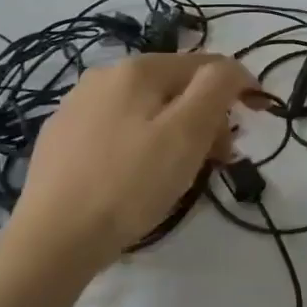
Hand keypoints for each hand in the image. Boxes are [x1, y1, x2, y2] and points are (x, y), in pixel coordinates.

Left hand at [14, 52, 260, 268]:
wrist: (51, 241)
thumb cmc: (131, 183)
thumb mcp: (188, 131)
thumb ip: (217, 87)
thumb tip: (233, 69)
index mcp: (137, 68)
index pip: (206, 64)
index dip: (238, 88)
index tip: (255, 122)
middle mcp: (104, 76)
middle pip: (176, 87)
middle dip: (206, 116)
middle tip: (219, 159)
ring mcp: (76, 107)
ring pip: (148, 109)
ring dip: (177, 131)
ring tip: (182, 172)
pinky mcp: (61, 140)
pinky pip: (119, 129)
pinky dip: (143, 144)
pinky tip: (139, 176)